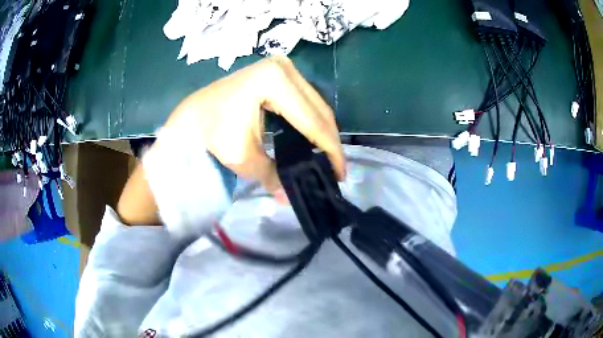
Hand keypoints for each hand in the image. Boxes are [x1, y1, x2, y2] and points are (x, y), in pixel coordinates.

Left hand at [165, 55, 345, 196]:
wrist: (192, 117)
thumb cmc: (212, 134)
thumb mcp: (244, 159)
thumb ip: (274, 177)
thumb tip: (290, 198)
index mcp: (274, 81)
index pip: (312, 121)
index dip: (329, 150)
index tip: (340, 174)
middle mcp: (283, 67)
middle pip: (319, 110)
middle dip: (330, 142)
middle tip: (337, 169)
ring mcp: (281, 66)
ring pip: (315, 104)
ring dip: (323, 131)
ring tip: (328, 157)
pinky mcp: (279, 72)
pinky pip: (305, 99)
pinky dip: (311, 120)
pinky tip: (314, 140)